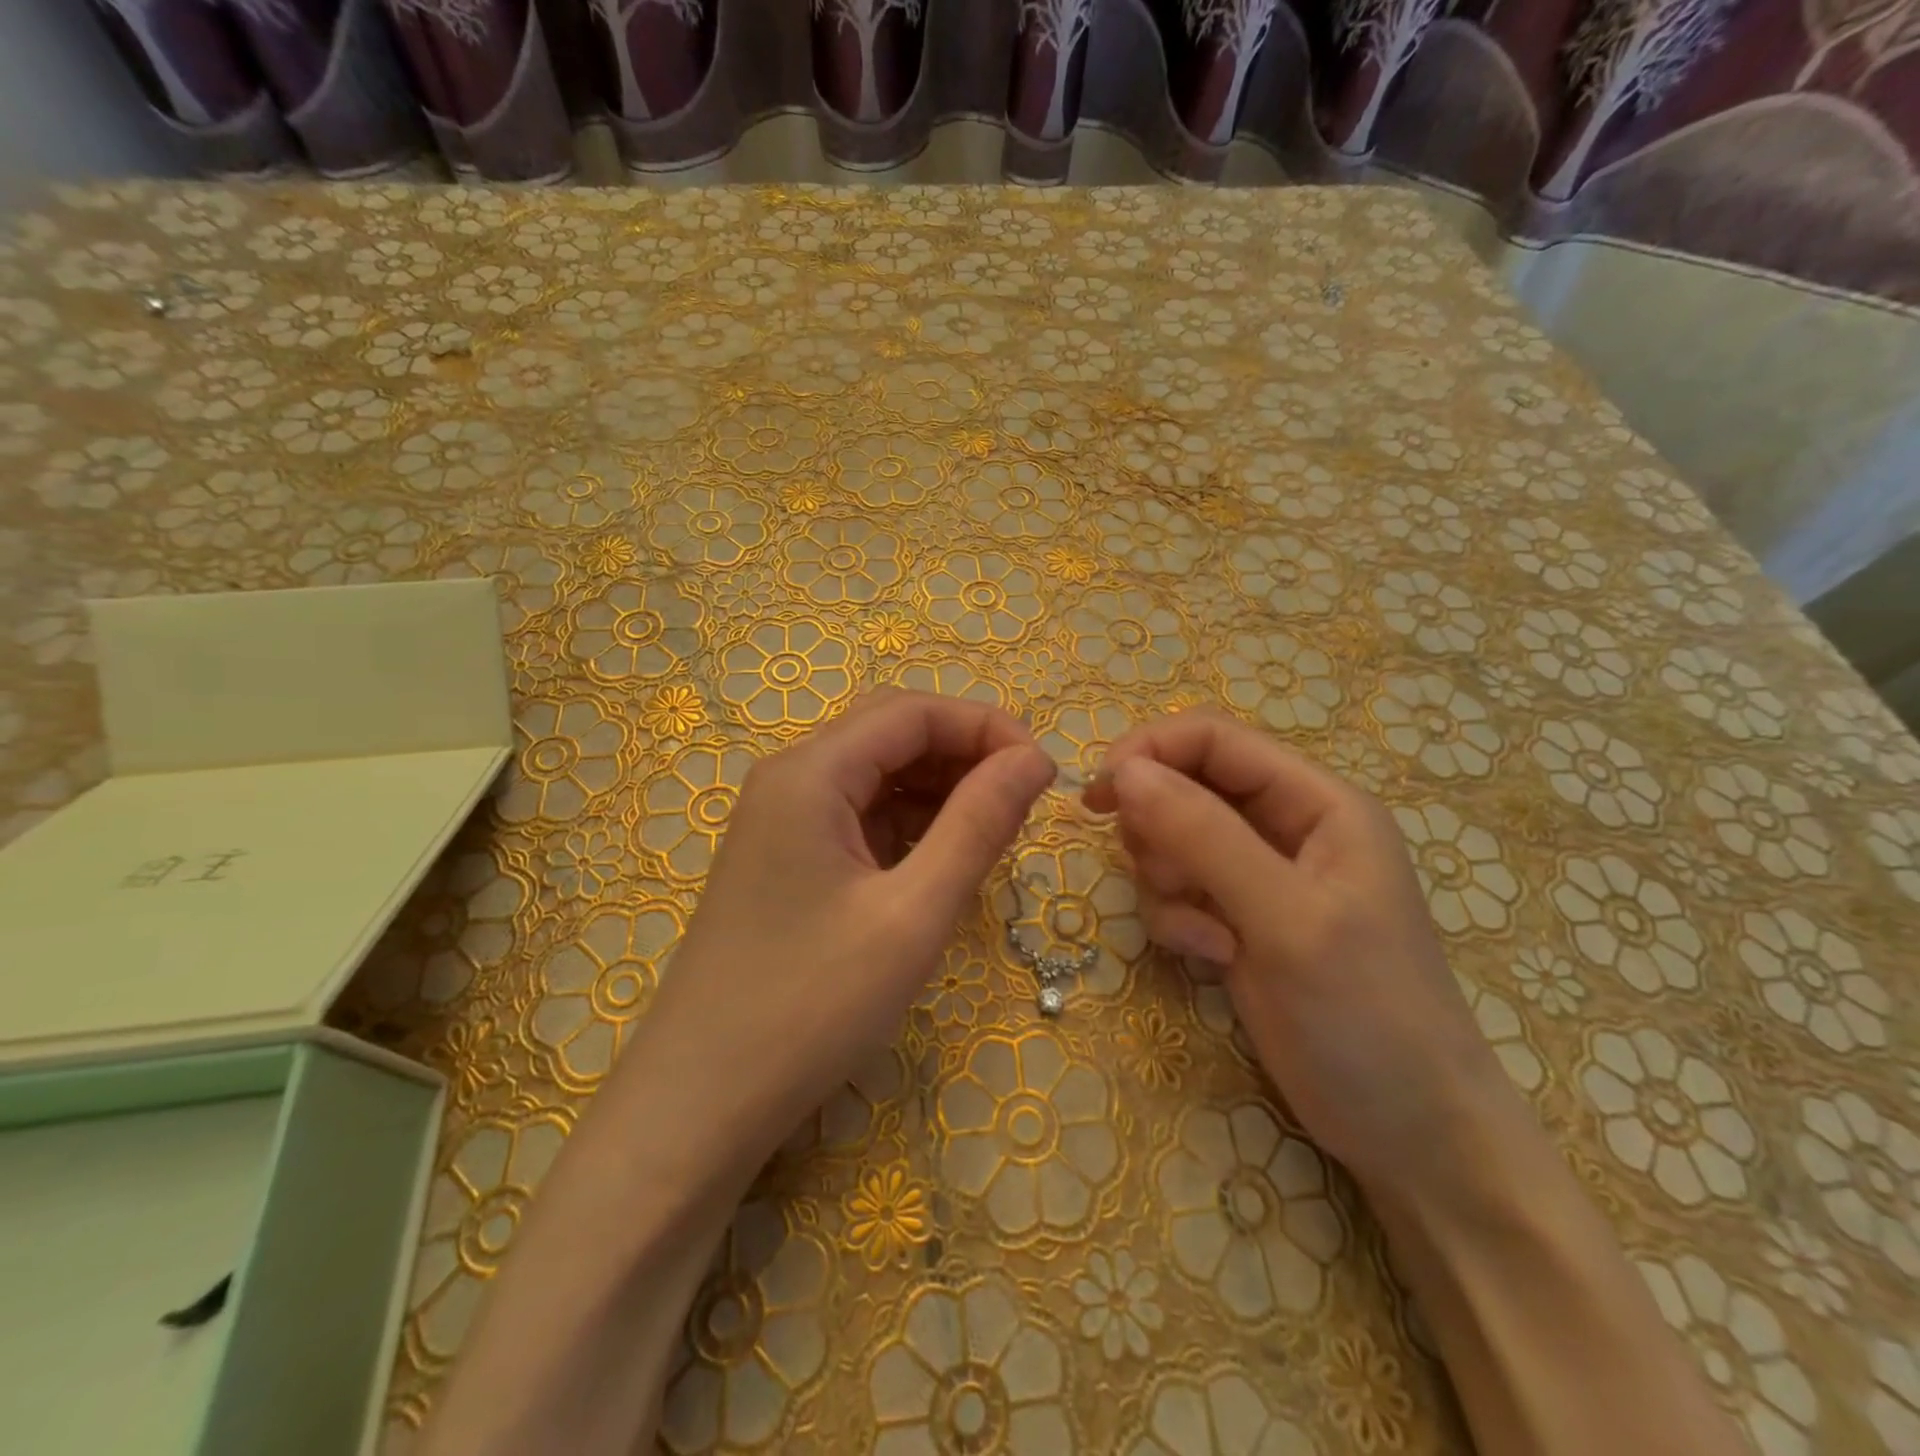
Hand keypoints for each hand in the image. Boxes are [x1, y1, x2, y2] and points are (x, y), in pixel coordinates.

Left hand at [646, 689, 1054, 1143]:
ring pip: (877, 776)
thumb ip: (979, 825)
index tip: (1044, 772)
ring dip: (940, 790)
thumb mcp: (913, 914)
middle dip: (964, 754)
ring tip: (994, 832)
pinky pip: (859, 818)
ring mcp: (782, 821)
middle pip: (891, 735)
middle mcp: (790, 780)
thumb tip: (1034, 759)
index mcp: (810, 774)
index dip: (986, 727)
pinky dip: (910, 825)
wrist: (700, 1101)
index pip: (912, 711)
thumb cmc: (811, 1006)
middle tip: (1024, 801)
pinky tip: (942, 860)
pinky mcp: (786, 859)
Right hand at [1083, 708, 1511, 1199]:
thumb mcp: (1285, 918)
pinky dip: (1177, 920)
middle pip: (1184, 786)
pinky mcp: (1236, 920)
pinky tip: (1212, 958)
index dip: (1151, 751)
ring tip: (1207, 936)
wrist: (1410, 1133)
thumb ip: (1204, 836)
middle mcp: (1284, 828)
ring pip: (1170, 840)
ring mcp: (1257, 877)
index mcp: (1316, 802)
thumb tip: (1125, 771)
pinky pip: (1175, 891)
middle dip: (1159, 830)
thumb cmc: (1367, 1016)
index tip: (1100, 794)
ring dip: (1166, 883)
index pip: (1214, 739)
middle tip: (1168, 880)